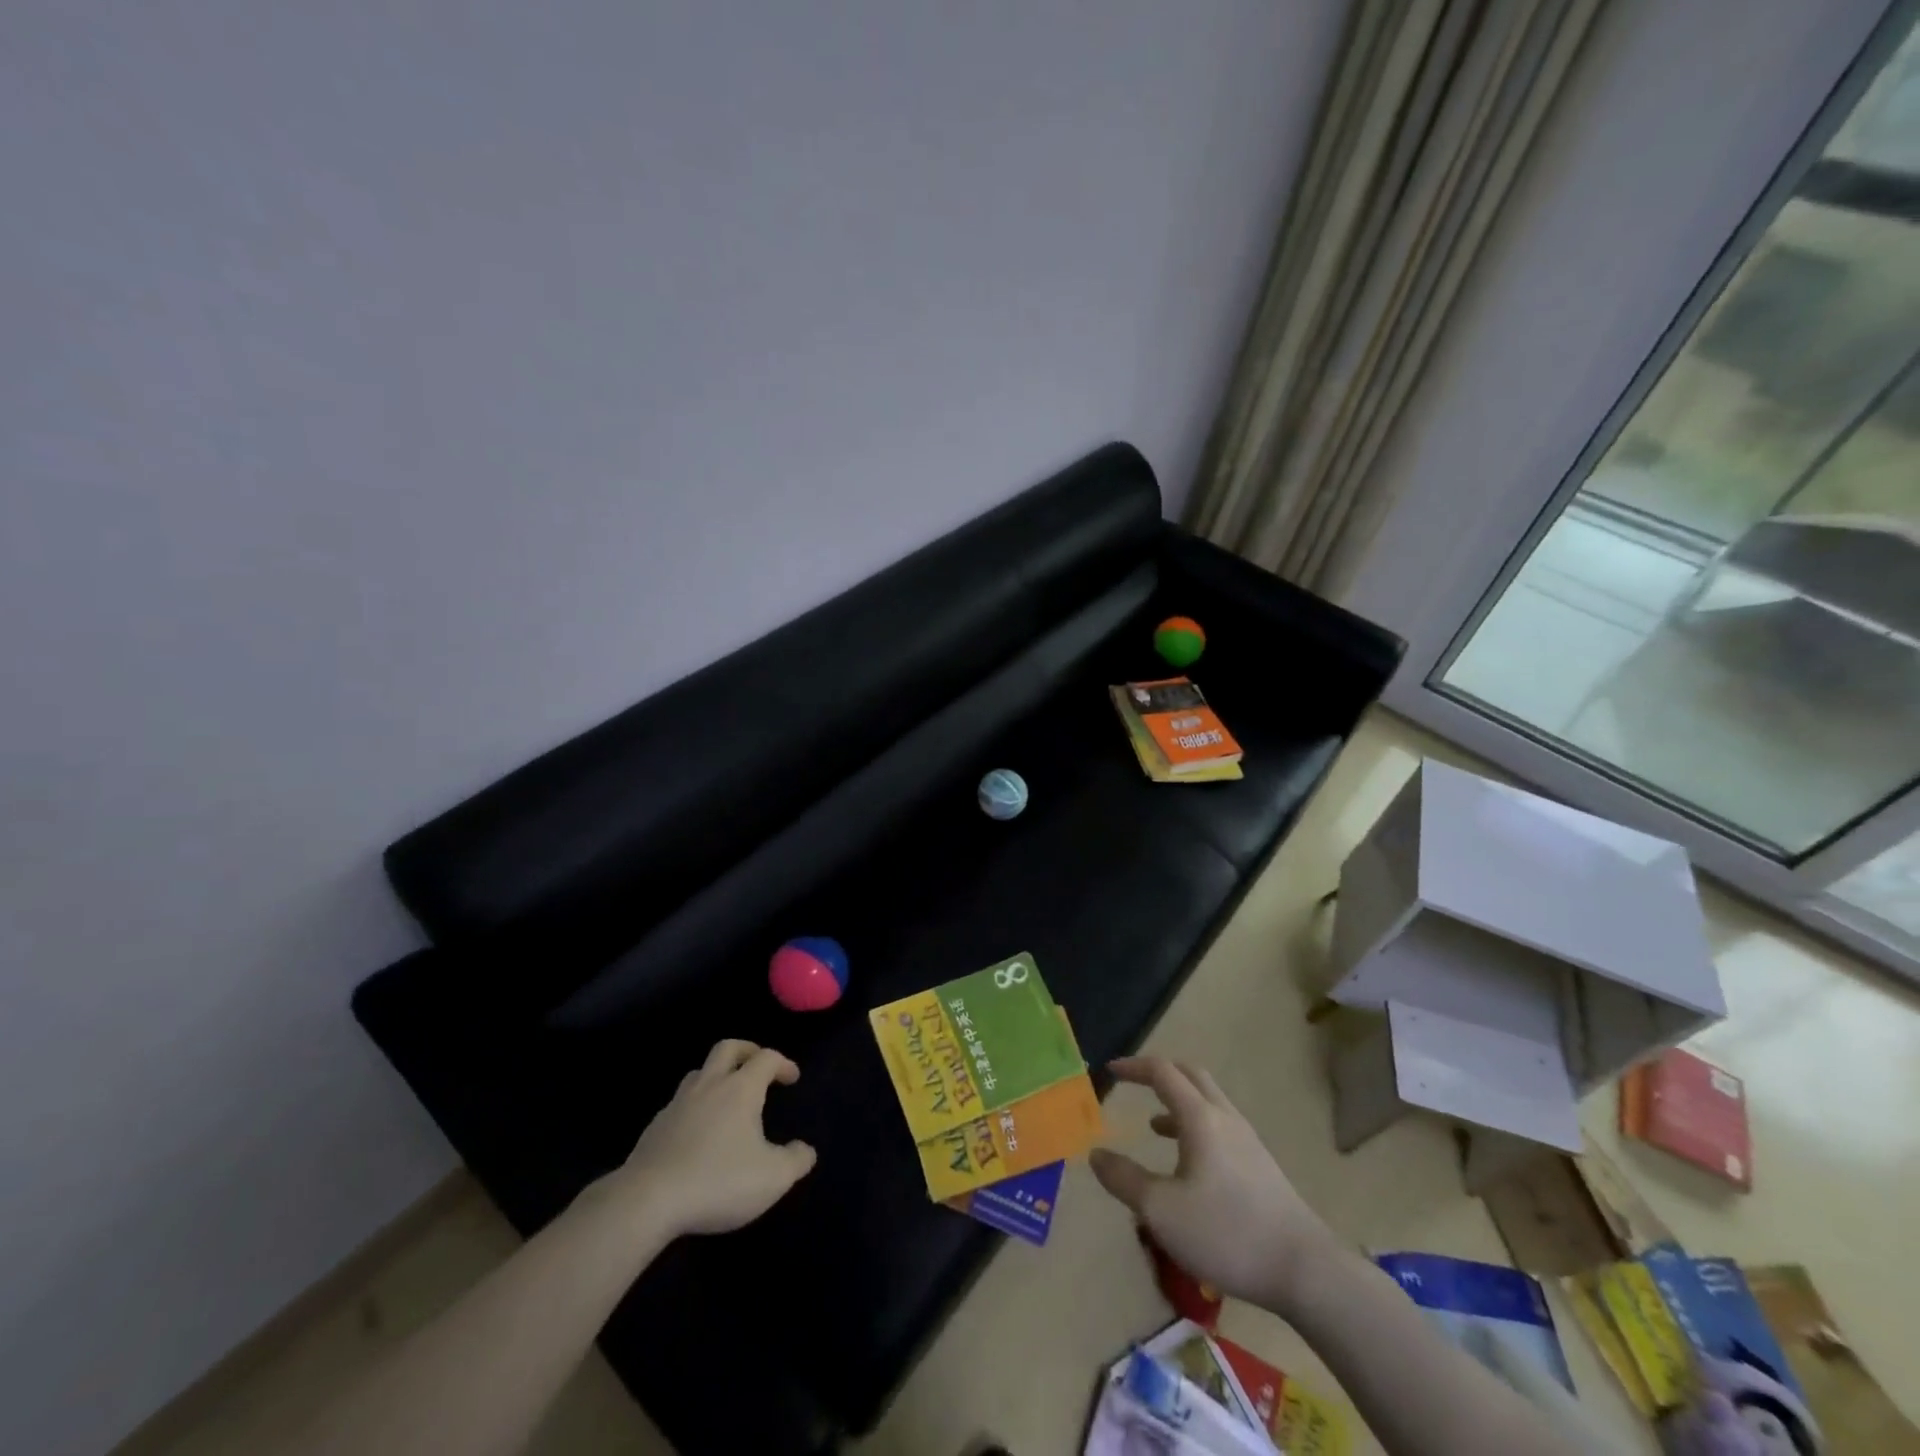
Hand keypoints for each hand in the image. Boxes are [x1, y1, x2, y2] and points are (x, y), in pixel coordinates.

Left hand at [613, 1039, 817, 1237]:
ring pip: (699, 1072)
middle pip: (728, 1048)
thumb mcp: (772, 1178)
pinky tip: (697, 1131)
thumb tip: (805, 1150)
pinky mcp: (655, 1127)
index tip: (792, 1078)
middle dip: (747, 1051)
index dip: (783, 1063)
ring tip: (727, 1097)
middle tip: (759, 1066)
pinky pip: (680, 1103)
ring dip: (717, 1075)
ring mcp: (678, 1104)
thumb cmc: (718, 1181)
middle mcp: (709, 1085)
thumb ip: (796, 1161)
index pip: (766, 1058)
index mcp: (740, 1089)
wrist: (647, 1201)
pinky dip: (694, 1106)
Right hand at [1089, 1056, 1334, 1314]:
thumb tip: (1095, 1154)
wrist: (1305, 1270)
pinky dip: (1195, 1126)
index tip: (1110, 1070)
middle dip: (1159, 1073)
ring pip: (1208, 1102)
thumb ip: (1125, 1180)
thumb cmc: (1227, 1233)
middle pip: (1191, 1075)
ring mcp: (1247, 1141)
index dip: (1134, 1067)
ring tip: (1154, 1124)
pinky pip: (1220, 1127)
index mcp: (1200, 1118)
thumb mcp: (1162, 1211)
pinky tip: (1188, 1163)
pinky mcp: (1261, 1166)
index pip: (1162, 1072)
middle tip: (1134, 1082)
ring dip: (1178, 1101)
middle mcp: (1225, 1118)